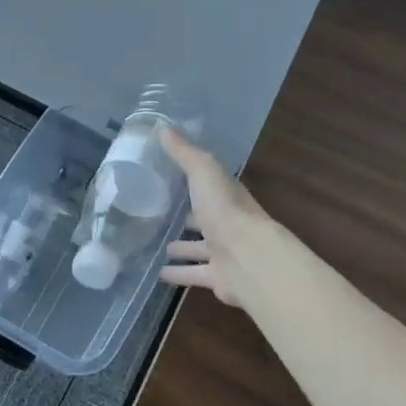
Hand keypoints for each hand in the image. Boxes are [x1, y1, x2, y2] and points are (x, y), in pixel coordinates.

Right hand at [159, 128, 273, 308]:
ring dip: (182, 247)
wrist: (248, 258)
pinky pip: (193, 274)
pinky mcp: (217, 278)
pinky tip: (159, 274)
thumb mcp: (203, 172)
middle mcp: (227, 224)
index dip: (191, 181)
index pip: (208, 186)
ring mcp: (224, 253)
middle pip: (204, 218)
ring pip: (199, 248)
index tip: (168, 177)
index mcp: (226, 197)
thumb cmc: (226, 210)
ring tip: (157, 245)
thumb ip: (184, 153)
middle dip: (186, 217)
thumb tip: (163, 127)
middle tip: (159, 214)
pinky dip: (178, 274)